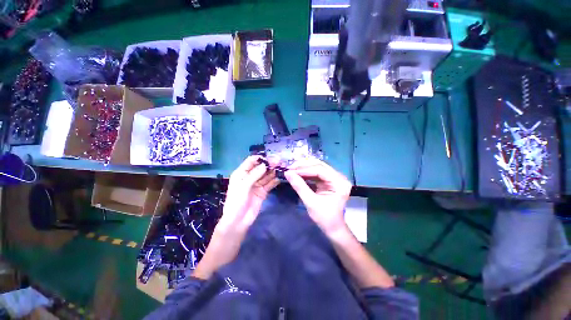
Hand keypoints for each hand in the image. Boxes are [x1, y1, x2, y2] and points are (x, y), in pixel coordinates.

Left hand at [217, 155, 279, 232]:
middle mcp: (250, 177)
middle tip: (279, 161)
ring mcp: (257, 184)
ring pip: (266, 175)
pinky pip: (269, 184)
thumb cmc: (236, 202)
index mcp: (241, 173)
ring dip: (273, 172)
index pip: (251, 161)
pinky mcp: (263, 191)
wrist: (238, 221)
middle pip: (260, 168)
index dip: (260, 158)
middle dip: (269, 164)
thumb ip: (254, 175)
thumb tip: (264, 165)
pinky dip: (274, 181)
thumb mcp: (243, 187)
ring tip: (281, 167)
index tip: (270, 157)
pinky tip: (280, 178)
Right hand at [284, 159, 351, 234]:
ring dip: (304, 167)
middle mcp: (339, 177)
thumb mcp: (310, 202)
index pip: (320, 170)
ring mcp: (335, 177)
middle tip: (290, 168)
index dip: (304, 169)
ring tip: (292, 169)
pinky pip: (317, 172)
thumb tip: (287, 173)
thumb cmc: (324, 218)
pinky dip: (306, 172)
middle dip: (304, 166)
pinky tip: (298, 173)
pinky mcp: (329, 180)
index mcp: (339, 183)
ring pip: (317, 166)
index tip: (291, 170)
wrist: (333, 227)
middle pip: (320, 165)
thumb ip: (299, 186)